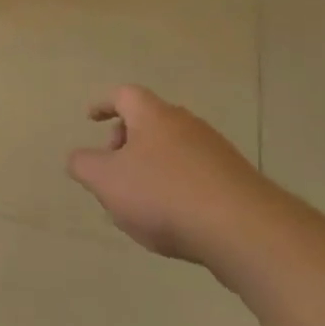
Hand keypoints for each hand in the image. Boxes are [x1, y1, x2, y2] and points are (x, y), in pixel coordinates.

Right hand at [67, 86, 279, 262]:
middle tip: (112, 170)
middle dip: (126, 142)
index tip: (90, 119)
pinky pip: (195, 176)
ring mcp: (216, 153)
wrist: (244, 230)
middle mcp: (187, 126)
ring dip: (150, 169)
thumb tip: (79, 158)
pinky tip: (171, 221)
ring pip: (172, 152)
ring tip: (138, 204)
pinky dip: (175, 189)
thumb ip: (83, 165)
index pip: (125, 95)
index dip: (104, 104)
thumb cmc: (164, 195)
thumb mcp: (106, 181)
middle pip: (150, 123)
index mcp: (154, 117)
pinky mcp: (235, 182)